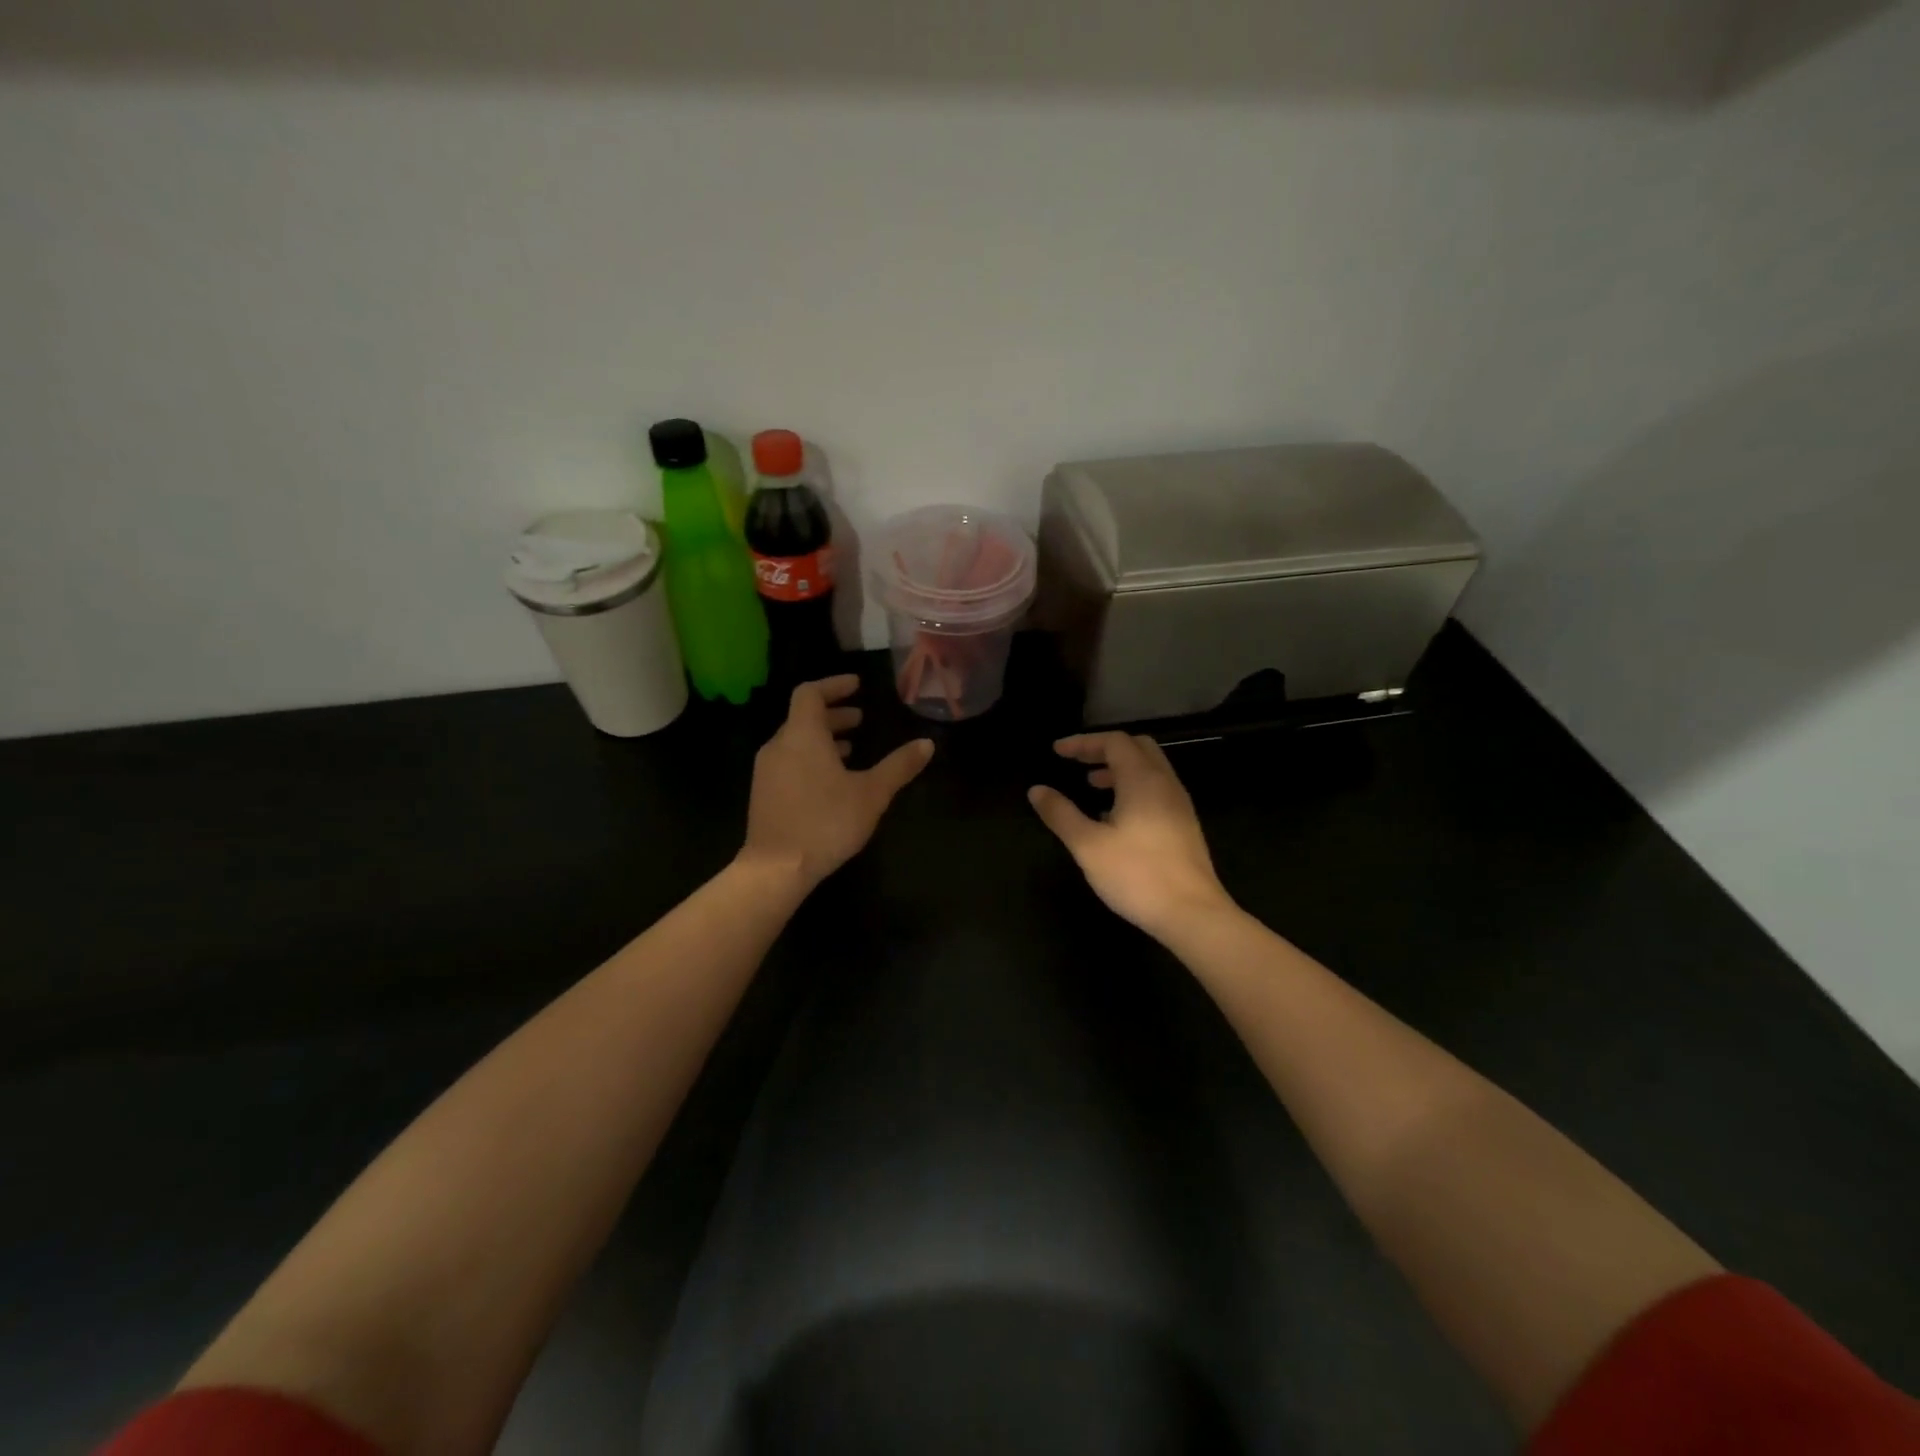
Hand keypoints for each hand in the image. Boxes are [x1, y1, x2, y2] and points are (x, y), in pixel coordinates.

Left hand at [741, 675, 934, 890]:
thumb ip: (899, 766)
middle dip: (833, 714)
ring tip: (851, 750)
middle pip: (803, 717)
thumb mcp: (872, 793)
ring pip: (796, 741)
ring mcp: (767, 770)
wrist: (776, 868)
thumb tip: (927, 744)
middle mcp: (779, 745)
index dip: (834, 685)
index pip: (810, 693)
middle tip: (860, 719)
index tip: (856, 686)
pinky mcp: (763, 793)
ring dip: (823, 739)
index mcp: (802, 735)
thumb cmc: (826, 822)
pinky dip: (811, 758)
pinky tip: (831, 781)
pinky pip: (789, 761)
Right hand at [1028, 732, 1233, 938]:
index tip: (1057, 752)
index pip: (1114, 742)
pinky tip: (1116, 816)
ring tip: (1092, 786)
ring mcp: (1179, 805)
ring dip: (1119, 769)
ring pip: (1150, 769)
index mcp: (1143, 780)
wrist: (1193, 914)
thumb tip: (1037, 790)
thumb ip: (1061, 814)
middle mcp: (1165, 784)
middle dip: (1104, 750)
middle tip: (1077, 763)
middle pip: (1137, 748)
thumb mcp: (1088, 845)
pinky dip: (1133, 788)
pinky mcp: (1184, 826)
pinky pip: (1157, 790)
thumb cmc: (1137, 875)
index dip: (1083, 742)